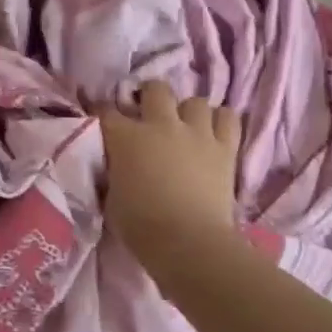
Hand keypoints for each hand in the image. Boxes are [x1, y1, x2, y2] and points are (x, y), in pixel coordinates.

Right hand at [97, 81, 241, 263]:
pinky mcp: (224, 148)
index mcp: (125, 137)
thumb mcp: (111, 198)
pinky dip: (221, 122)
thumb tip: (117, 167)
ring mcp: (196, 133)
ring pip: (195, 101)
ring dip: (188, 112)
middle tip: (149, 114)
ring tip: (186, 127)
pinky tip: (214, 133)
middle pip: (156, 89)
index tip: (103, 119)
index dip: (103, 111)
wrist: (188, 242)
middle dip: (150, 97)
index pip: (107, 110)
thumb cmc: (141, 226)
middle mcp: (160, 125)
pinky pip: (228, 118)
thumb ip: (113, 173)